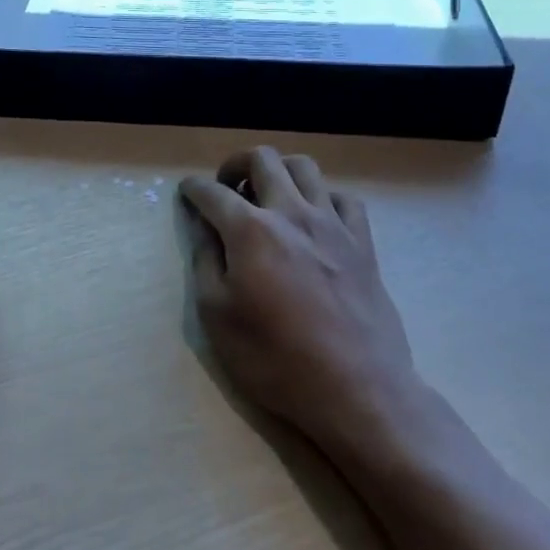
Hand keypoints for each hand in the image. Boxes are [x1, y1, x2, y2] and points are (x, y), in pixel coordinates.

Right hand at [181, 148, 420, 459]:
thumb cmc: (275, 359)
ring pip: (305, 167)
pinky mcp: (363, 242)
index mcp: (250, 229)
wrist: (356, 390)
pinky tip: (315, 220)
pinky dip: (323, 198)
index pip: (212, 192)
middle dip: (236, 164)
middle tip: (227, 189)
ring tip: (269, 197)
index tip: (187, 192)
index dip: (193, 189)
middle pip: (262, 159)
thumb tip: (202, 225)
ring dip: (280, 172)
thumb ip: (206, 261)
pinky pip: (344, 198)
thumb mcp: (217, 316)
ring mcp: (332, 223)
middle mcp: (291, 212)